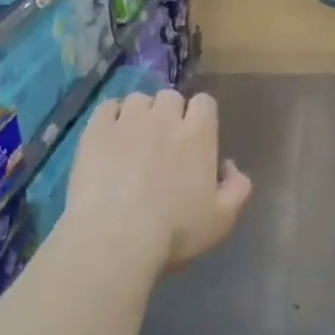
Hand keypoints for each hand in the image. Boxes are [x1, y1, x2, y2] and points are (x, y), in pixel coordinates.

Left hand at [65, 90, 251, 273]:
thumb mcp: (223, 219)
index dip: (200, 116)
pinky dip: (111, 117)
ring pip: (138, 99)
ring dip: (140, 114)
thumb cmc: (175, 232)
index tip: (195, 137)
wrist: (116, 237)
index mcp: (199, 134)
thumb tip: (229, 165)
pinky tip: (109, 138)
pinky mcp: (96, 129)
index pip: (204, 102)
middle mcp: (164, 117)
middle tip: (163, 142)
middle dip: (169, 113)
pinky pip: (107, 107)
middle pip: (170, 97)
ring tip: (133, 139)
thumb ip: (237, 187)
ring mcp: (128, 120)